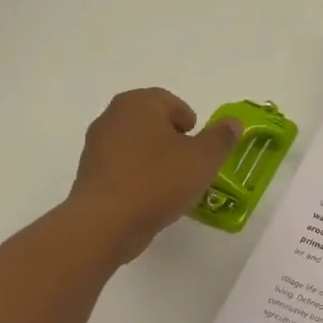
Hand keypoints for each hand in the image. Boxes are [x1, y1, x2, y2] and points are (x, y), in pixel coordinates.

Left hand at [68, 89, 241, 261]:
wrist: (106, 222)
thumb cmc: (159, 180)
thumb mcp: (203, 159)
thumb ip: (221, 138)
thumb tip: (232, 123)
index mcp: (138, 103)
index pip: (169, 101)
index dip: (189, 120)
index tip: (200, 144)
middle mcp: (112, 117)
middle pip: (150, 122)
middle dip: (172, 139)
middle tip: (191, 163)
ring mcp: (96, 147)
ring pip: (135, 145)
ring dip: (154, 159)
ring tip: (173, 184)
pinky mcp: (89, 175)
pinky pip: (122, 168)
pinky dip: (138, 176)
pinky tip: (151, 198)